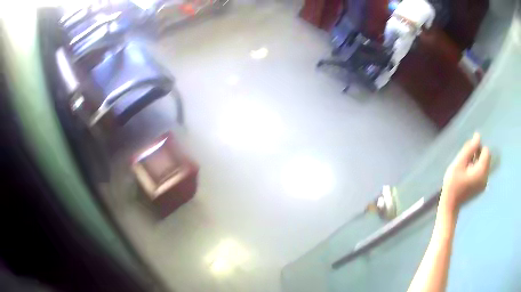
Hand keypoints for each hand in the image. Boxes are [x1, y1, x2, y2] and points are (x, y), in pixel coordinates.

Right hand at [440, 133, 491, 214]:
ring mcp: (484, 184)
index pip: (486, 151)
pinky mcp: (481, 188)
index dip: (478, 148)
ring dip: (477, 162)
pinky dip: (477, 170)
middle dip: (478, 155)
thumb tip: (478, 136)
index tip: (468, 154)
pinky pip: (483, 172)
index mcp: (481, 171)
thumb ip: (469, 149)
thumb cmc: (453, 183)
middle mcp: (485, 177)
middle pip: (486, 158)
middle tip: (466, 161)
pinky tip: (467, 175)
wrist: (450, 205)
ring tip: (466, 169)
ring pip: (485, 165)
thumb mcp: (459, 163)